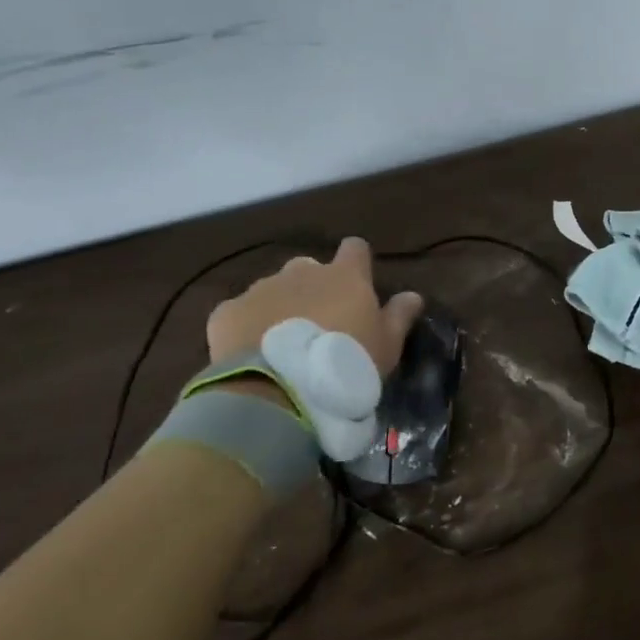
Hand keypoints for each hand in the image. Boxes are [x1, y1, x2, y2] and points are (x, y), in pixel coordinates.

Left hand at [207, 239, 423, 374]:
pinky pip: (241, 312)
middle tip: (320, 324)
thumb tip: (413, 295)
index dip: (357, 263)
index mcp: (345, 276)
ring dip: (281, 306)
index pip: (355, 248)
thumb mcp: (387, 346)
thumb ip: (399, 316)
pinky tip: (253, 352)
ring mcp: (261, 288)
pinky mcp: (227, 311)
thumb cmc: (347, 363)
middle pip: (310, 268)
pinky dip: (248, 325)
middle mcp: (302, 271)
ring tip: (283, 344)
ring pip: (274, 289)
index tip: (358, 284)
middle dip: (314, 288)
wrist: (279, 390)